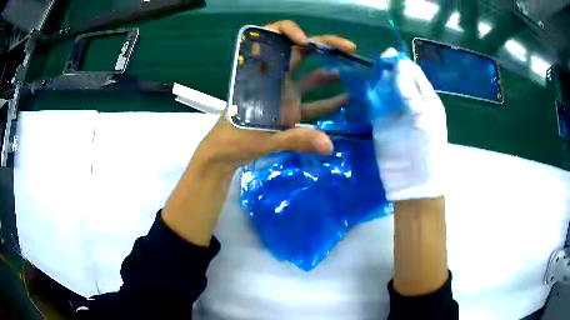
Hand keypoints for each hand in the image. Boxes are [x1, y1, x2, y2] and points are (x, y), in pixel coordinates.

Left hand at [163, 21, 357, 245]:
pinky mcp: (290, 112)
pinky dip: (327, 102)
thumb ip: (296, 139)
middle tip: (348, 48)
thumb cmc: (235, 140)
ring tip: (350, 71)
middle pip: (299, 53)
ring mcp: (284, 95)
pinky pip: (312, 103)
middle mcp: (275, 80)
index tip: (306, 40)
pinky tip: (344, 99)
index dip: (288, 31)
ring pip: (309, 77)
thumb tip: (329, 145)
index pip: (272, 40)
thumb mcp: (263, 137)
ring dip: (327, 73)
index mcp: (263, 75)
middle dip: (323, 46)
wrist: (225, 156)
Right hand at [373, 48, 447, 200]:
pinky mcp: (382, 123)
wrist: (412, 182)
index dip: (400, 63)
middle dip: (386, 72)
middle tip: (374, 68)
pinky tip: (363, 91)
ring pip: (385, 90)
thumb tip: (399, 63)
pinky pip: (375, 104)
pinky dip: (369, 96)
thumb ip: (410, 90)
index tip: (385, 56)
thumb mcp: (422, 116)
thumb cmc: (425, 149)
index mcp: (427, 99)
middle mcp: (411, 102)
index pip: (414, 73)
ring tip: (367, 77)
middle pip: (398, 79)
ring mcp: (396, 113)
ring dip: (376, 83)